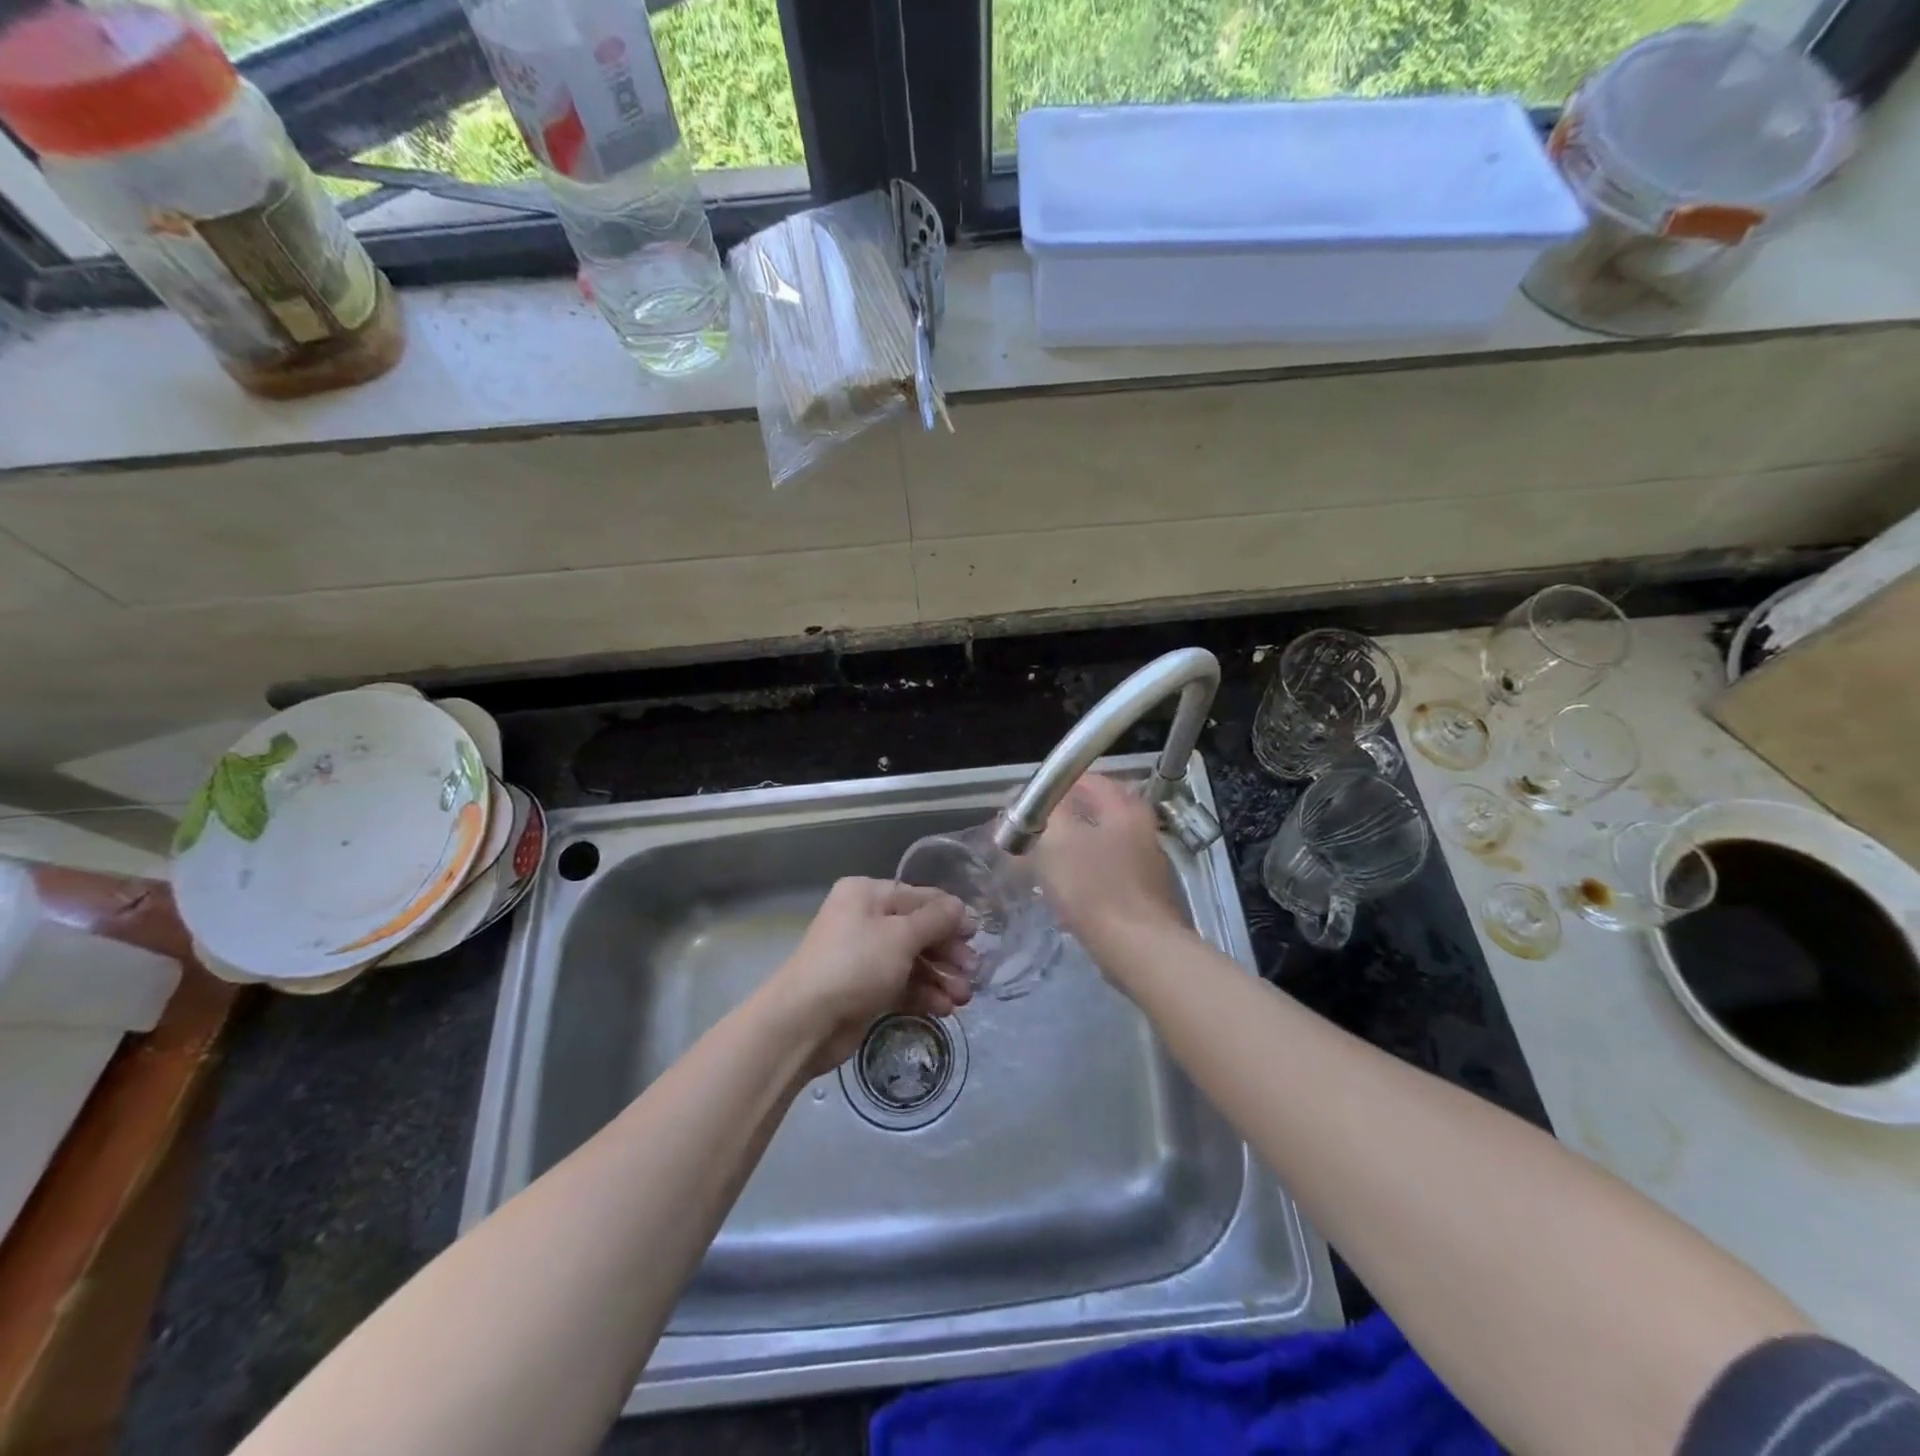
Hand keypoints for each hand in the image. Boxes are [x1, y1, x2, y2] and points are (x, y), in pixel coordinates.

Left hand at [768, 877, 975, 1077]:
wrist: (804, 1023)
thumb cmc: (854, 965)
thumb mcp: (900, 936)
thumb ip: (934, 920)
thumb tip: (959, 906)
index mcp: (867, 895)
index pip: (918, 897)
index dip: (949, 915)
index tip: (977, 935)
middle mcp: (865, 920)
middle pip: (918, 931)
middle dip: (948, 953)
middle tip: (974, 973)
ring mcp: (864, 957)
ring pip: (913, 961)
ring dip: (940, 978)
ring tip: (963, 998)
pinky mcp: (865, 991)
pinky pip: (902, 986)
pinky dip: (923, 995)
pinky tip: (944, 1009)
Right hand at [1030, 774, 1185, 950]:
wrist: (1139, 949)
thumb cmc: (1094, 888)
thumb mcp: (1057, 841)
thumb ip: (1045, 813)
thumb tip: (1035, 800)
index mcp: (1124, 807)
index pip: (1086, 779)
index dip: (1052, 789)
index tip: (1026, 806)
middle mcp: (1142, 827)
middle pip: (1095, 812)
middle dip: (1061, 821)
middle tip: (1033, 836)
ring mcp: (1147, 862)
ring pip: (1100, 844)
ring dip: (1072, 850)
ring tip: (1042, 866)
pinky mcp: (1145, 893)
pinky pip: (1107, 873)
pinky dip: (1085, 876)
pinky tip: (1066, 895)